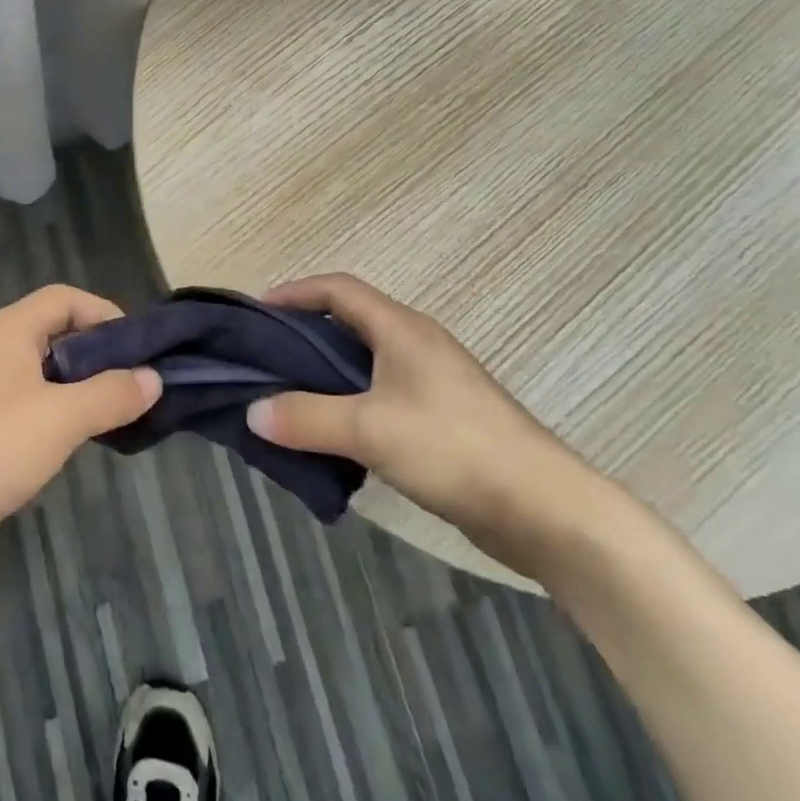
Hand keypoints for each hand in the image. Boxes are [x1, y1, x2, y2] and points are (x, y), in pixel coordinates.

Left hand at [0, 285, 160, 575]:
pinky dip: (53, 410)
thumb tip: (152, 378)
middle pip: (53, 331)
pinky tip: (71, 440)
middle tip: (133, 384)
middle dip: (96, 353)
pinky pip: (24, 400)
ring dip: (77, 385)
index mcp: (8, 329)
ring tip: (111, 413)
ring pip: (40, 370)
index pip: (65, 298)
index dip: (105, 314)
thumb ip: (111, 394)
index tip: (139, 349)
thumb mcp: (62, 418)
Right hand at [244, 272, 610, 576]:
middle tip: (263, 358)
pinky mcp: (442, 417)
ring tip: (286, 396)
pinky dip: (347, 402)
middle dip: (303, 334)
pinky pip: (380, 394)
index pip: (338, 289)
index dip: (295, 292)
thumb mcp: (370, 430)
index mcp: (402, 329)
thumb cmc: (455, 450)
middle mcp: (416, 344)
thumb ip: (306, 418)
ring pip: (363, 362)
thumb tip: (252, 412)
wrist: (547, 511)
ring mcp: (432, 382)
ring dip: (324, 373)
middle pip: (349, 322)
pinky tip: (331, 433)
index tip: (257, 313)